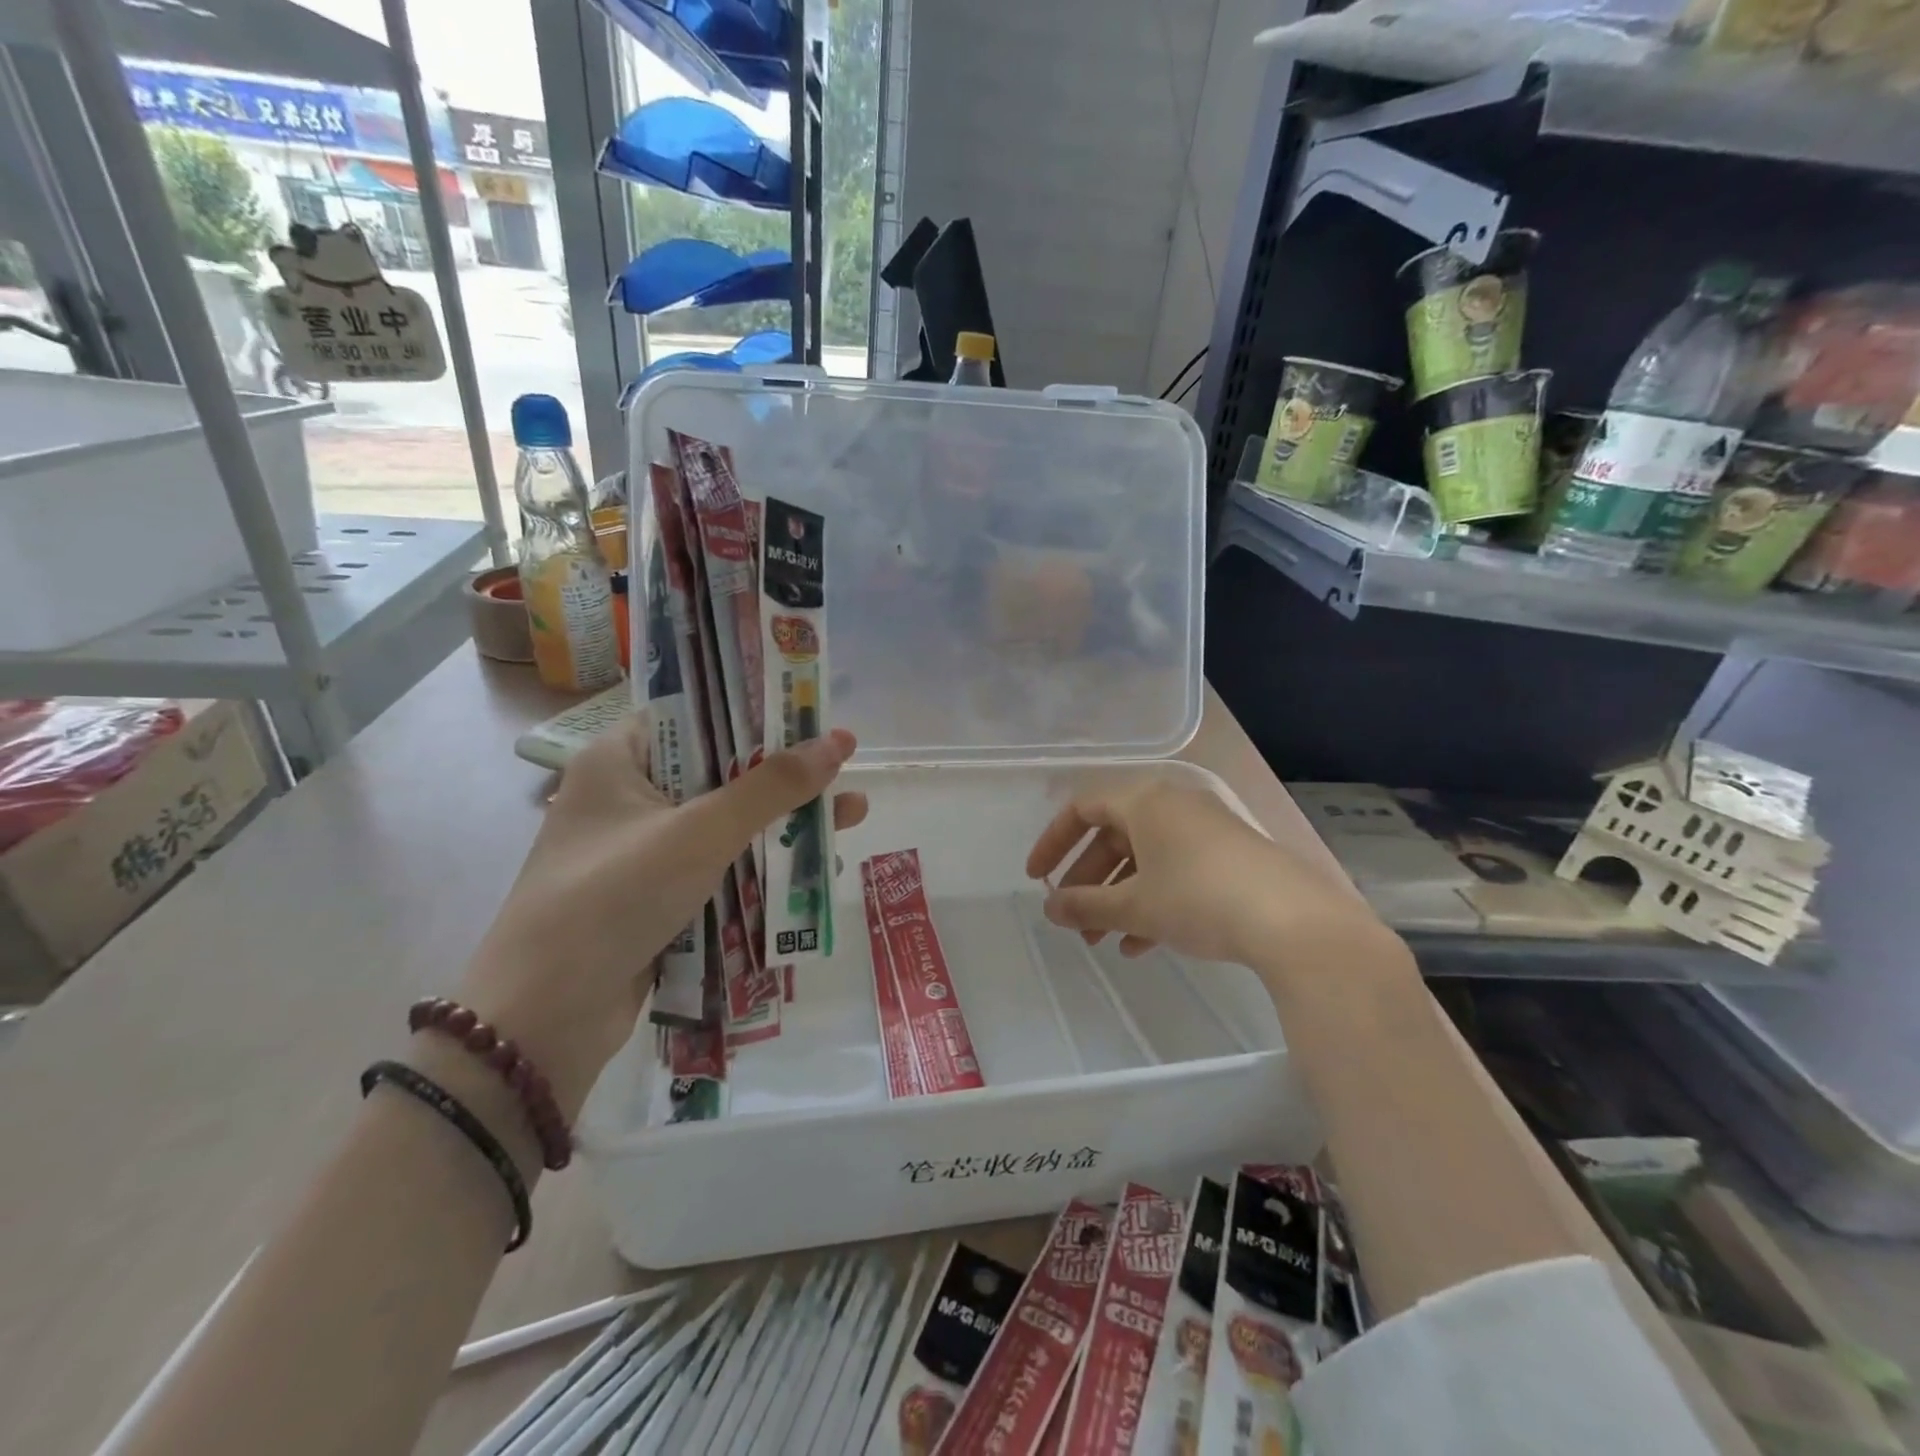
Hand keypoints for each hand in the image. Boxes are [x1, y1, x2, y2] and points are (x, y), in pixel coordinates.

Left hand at [454, 718, 865, 1117]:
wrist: (545, 1021)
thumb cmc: (615, 898)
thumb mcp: (699, 833)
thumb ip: (771, 787)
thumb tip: (838, 742)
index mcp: (619, 760)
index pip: (695, 715)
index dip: (757, 712)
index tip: (812, 713)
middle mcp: (629, 797)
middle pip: (721, 771)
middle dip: (786, 775)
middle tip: (846, 768)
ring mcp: (642, 851)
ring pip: (726, 822)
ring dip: (784, 822)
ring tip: (852, 817)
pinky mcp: (657, 897)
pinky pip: (720, 866)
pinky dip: (762, 864)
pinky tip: (815, 865)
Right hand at [1025, 779, 1387, 973]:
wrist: (1294, 921)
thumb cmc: (1198, 898)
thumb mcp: (1135, 905)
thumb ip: (1085, 905)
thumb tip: (1050, 907)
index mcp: (1145, 801)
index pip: (1082, 809)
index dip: (1053, 843)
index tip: (1037, 879)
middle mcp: (1173, 805)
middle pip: (1114, 836)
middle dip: (1089, 882)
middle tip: (1074, 922)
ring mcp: (1204, 830)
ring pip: (1144, 859)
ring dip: (1118, 899)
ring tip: (1103, 943)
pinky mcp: (1229, 856)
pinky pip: (1175, 871)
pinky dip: (1152, 902)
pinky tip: (1143, 945)